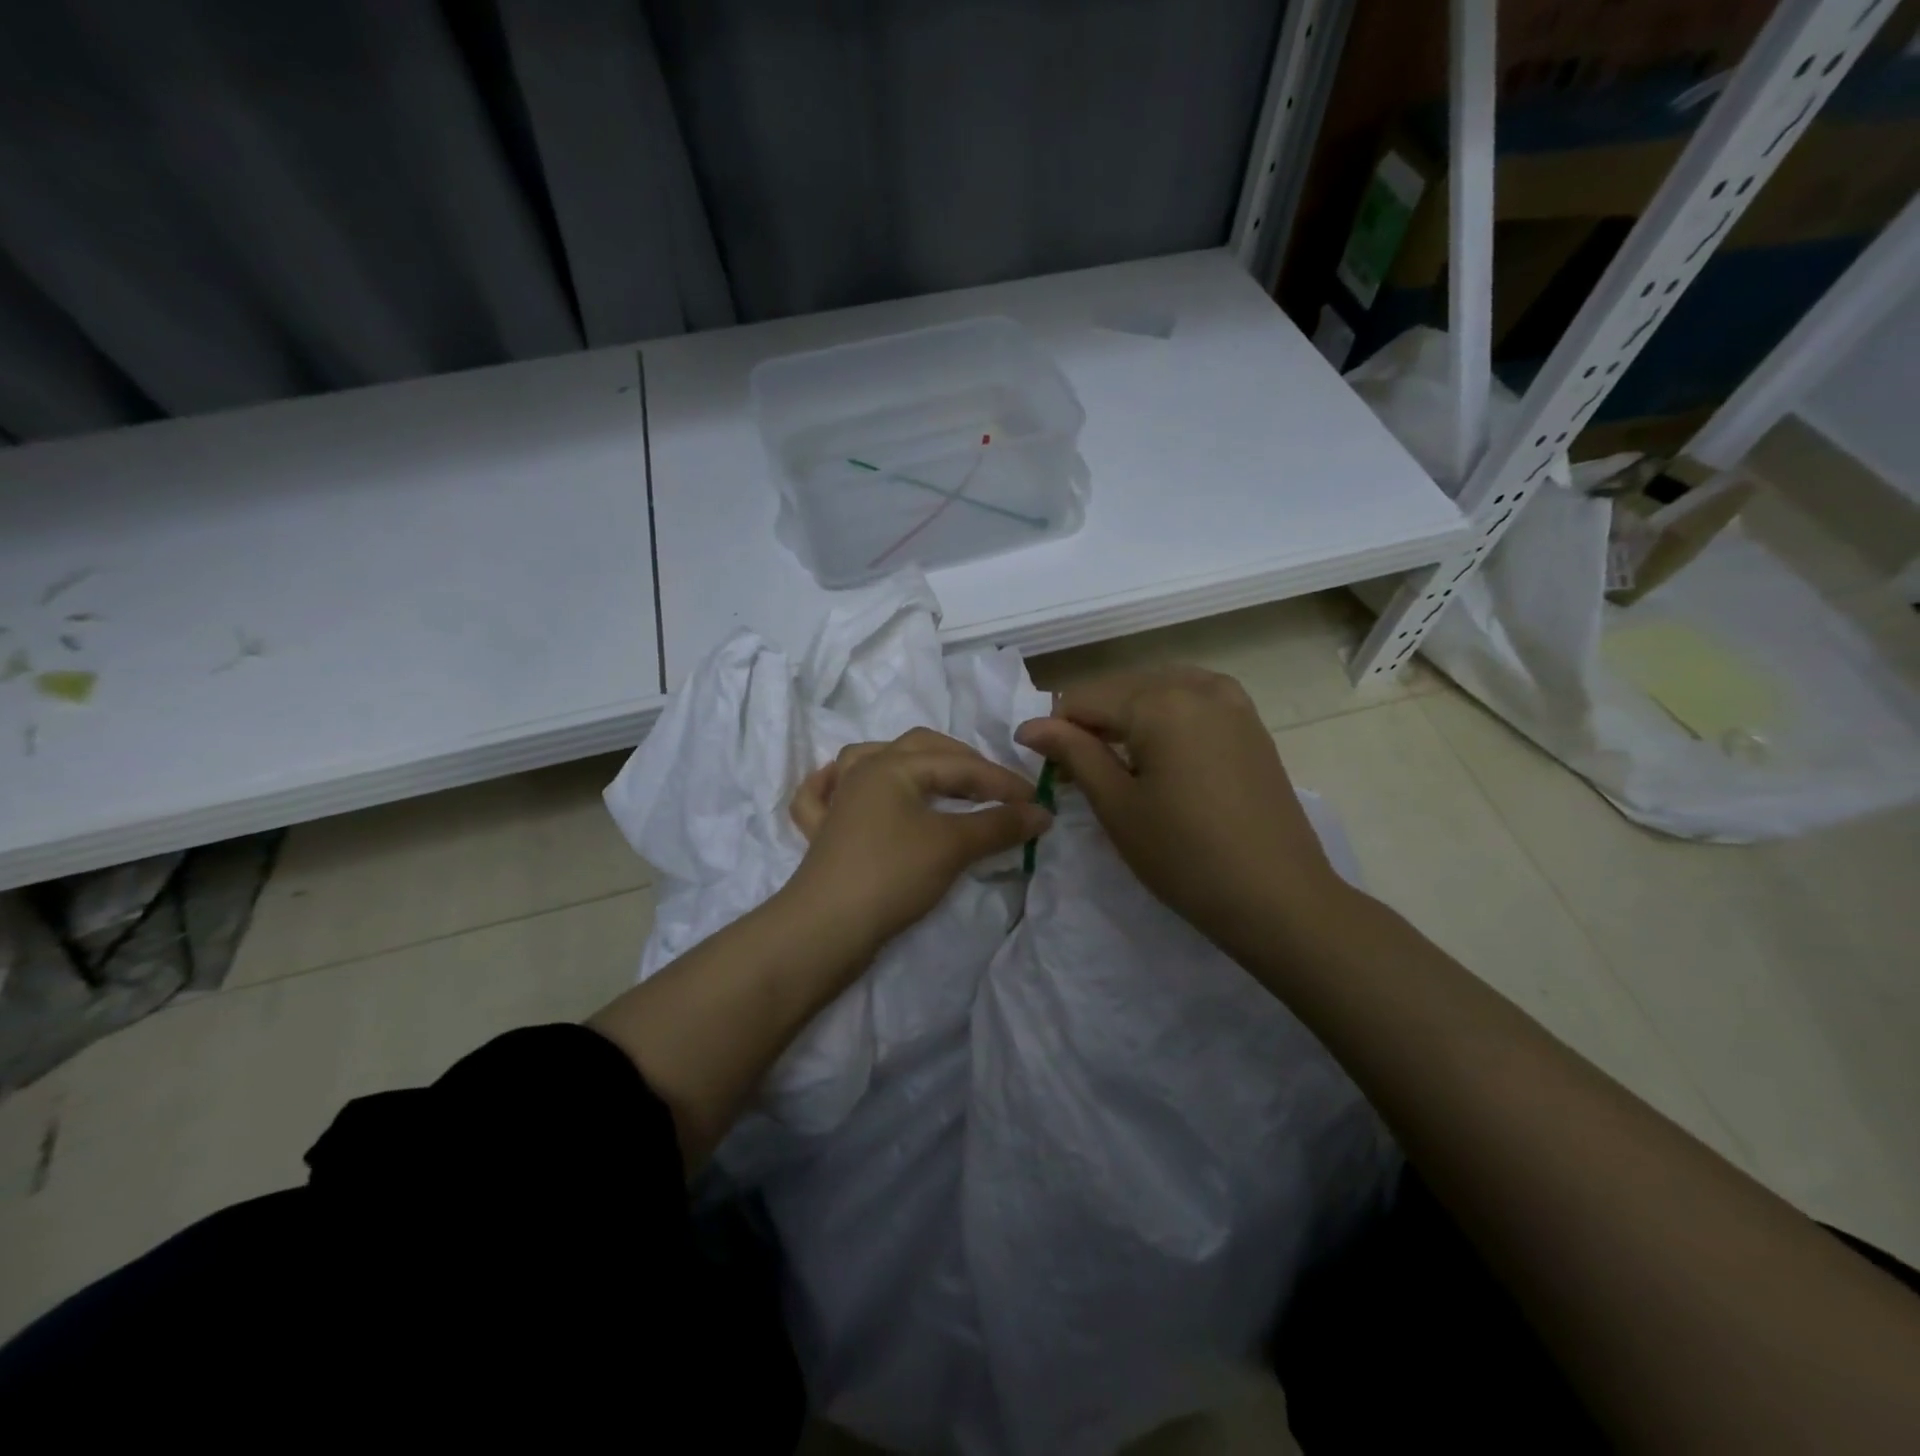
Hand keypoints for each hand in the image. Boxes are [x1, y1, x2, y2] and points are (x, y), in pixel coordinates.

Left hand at [785, 728, 1051, 953]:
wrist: (827, 928)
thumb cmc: (893, 875)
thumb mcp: (953, 846)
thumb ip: (999, 825)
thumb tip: (1042, 812)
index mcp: (892, 765)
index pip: (960, 765)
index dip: (1002, 782)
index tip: (1037, 804)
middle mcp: (862, 771)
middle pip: (919, 749)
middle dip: (963, 763)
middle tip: (996, 790)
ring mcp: (838, 800)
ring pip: (871, 761)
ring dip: (908, 763)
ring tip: (934, 778)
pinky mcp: (823, 832)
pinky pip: (824, 796)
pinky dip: (834, 785)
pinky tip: (843, 786)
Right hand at [1015, 667, 1343, 952]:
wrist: (1278, 897)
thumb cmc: (1185, 856)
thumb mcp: (1117, 805)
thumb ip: (1073, 753)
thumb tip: (1029, 726)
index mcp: (1160, 700)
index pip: (1084, 698)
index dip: (1056, 730)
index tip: (1048, 769)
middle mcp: (1197, 685)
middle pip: (1121, 688)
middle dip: (1093, 722)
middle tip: (1079, 771)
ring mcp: (1232, 700)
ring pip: (1157, 690)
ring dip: (1128, 718)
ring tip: (1119, 763)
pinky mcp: (1251, 722)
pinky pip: (1192, 700)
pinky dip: (1165, 718)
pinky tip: (1161, 754)